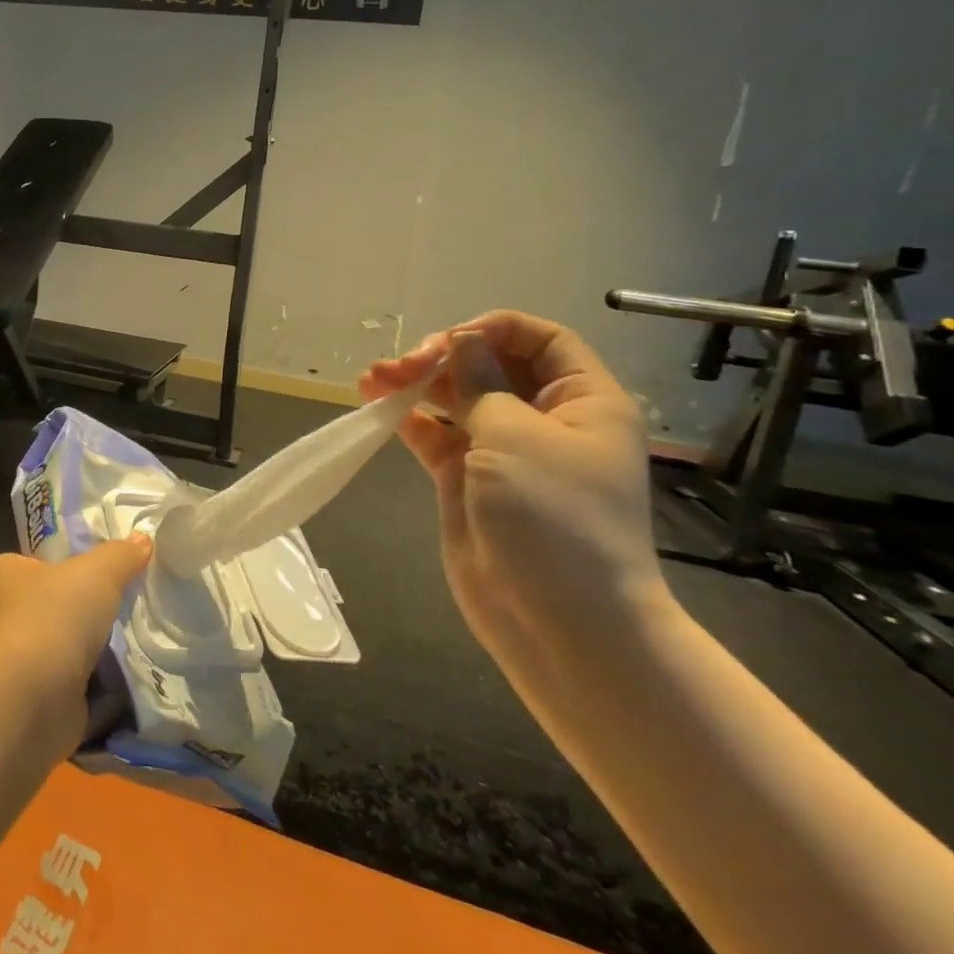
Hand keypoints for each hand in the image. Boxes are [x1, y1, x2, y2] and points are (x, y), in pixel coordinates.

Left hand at [0, 537, 152, 746]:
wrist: (31, 700)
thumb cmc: (52, 616)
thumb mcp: (96, 571)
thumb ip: (120, 555)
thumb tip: (142, 539)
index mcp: (1, 576)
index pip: (36, 563)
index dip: (67, 564)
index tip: (104, 570)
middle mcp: (0, 618)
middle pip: (52, 607)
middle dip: (86, 611)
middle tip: (129, 604)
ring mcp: (16, 665)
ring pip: (65, 649)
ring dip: (95, 652)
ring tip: (139, 639)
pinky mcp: (35, 704)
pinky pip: (75, 689)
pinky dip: (100, 688)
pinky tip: (133, 678)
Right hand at [361, 313, 668, 669]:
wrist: (562, 623)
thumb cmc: (555, 517)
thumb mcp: (517, 436)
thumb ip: (480, 382)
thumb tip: (462, 341)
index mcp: (581, 401)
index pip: (541, 340)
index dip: (494, 330)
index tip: (450, 341)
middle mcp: (544, 420)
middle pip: (490, 365)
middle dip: (443, 357)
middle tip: (401, 366)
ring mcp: (502, 452)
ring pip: (455, 400)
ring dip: (416, 384)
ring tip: (372, 378)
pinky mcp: (467, 481)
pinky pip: (435, 437)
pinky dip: (407, 420)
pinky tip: (378, 407)